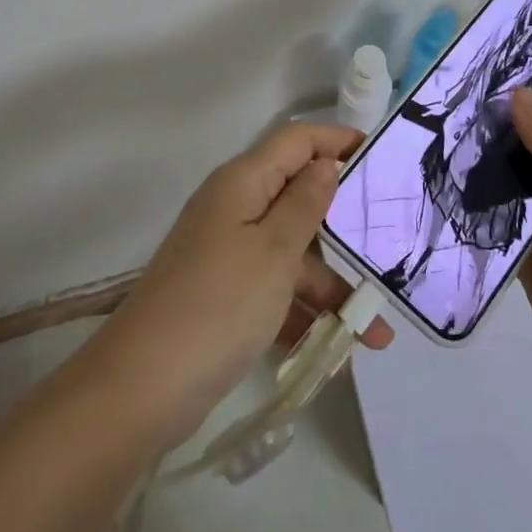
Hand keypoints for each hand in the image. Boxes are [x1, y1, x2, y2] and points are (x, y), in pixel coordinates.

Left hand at [84, 123, 393, 449]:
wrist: (140, 389)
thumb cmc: (218, 305)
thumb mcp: (273, 251)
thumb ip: (305, 203)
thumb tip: (325, 162)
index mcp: (243, 183)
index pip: (296, 142)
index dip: (336, 141)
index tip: (381, 156)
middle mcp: (235, 209)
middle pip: (298, 198)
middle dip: (344, 225)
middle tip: (391, 242)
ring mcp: (228, 254)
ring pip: (292, 253)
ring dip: (332, 286)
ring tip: (379, 331)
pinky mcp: (225, 296)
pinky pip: (276, 291)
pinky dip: (304, 313)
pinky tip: (339, 350)